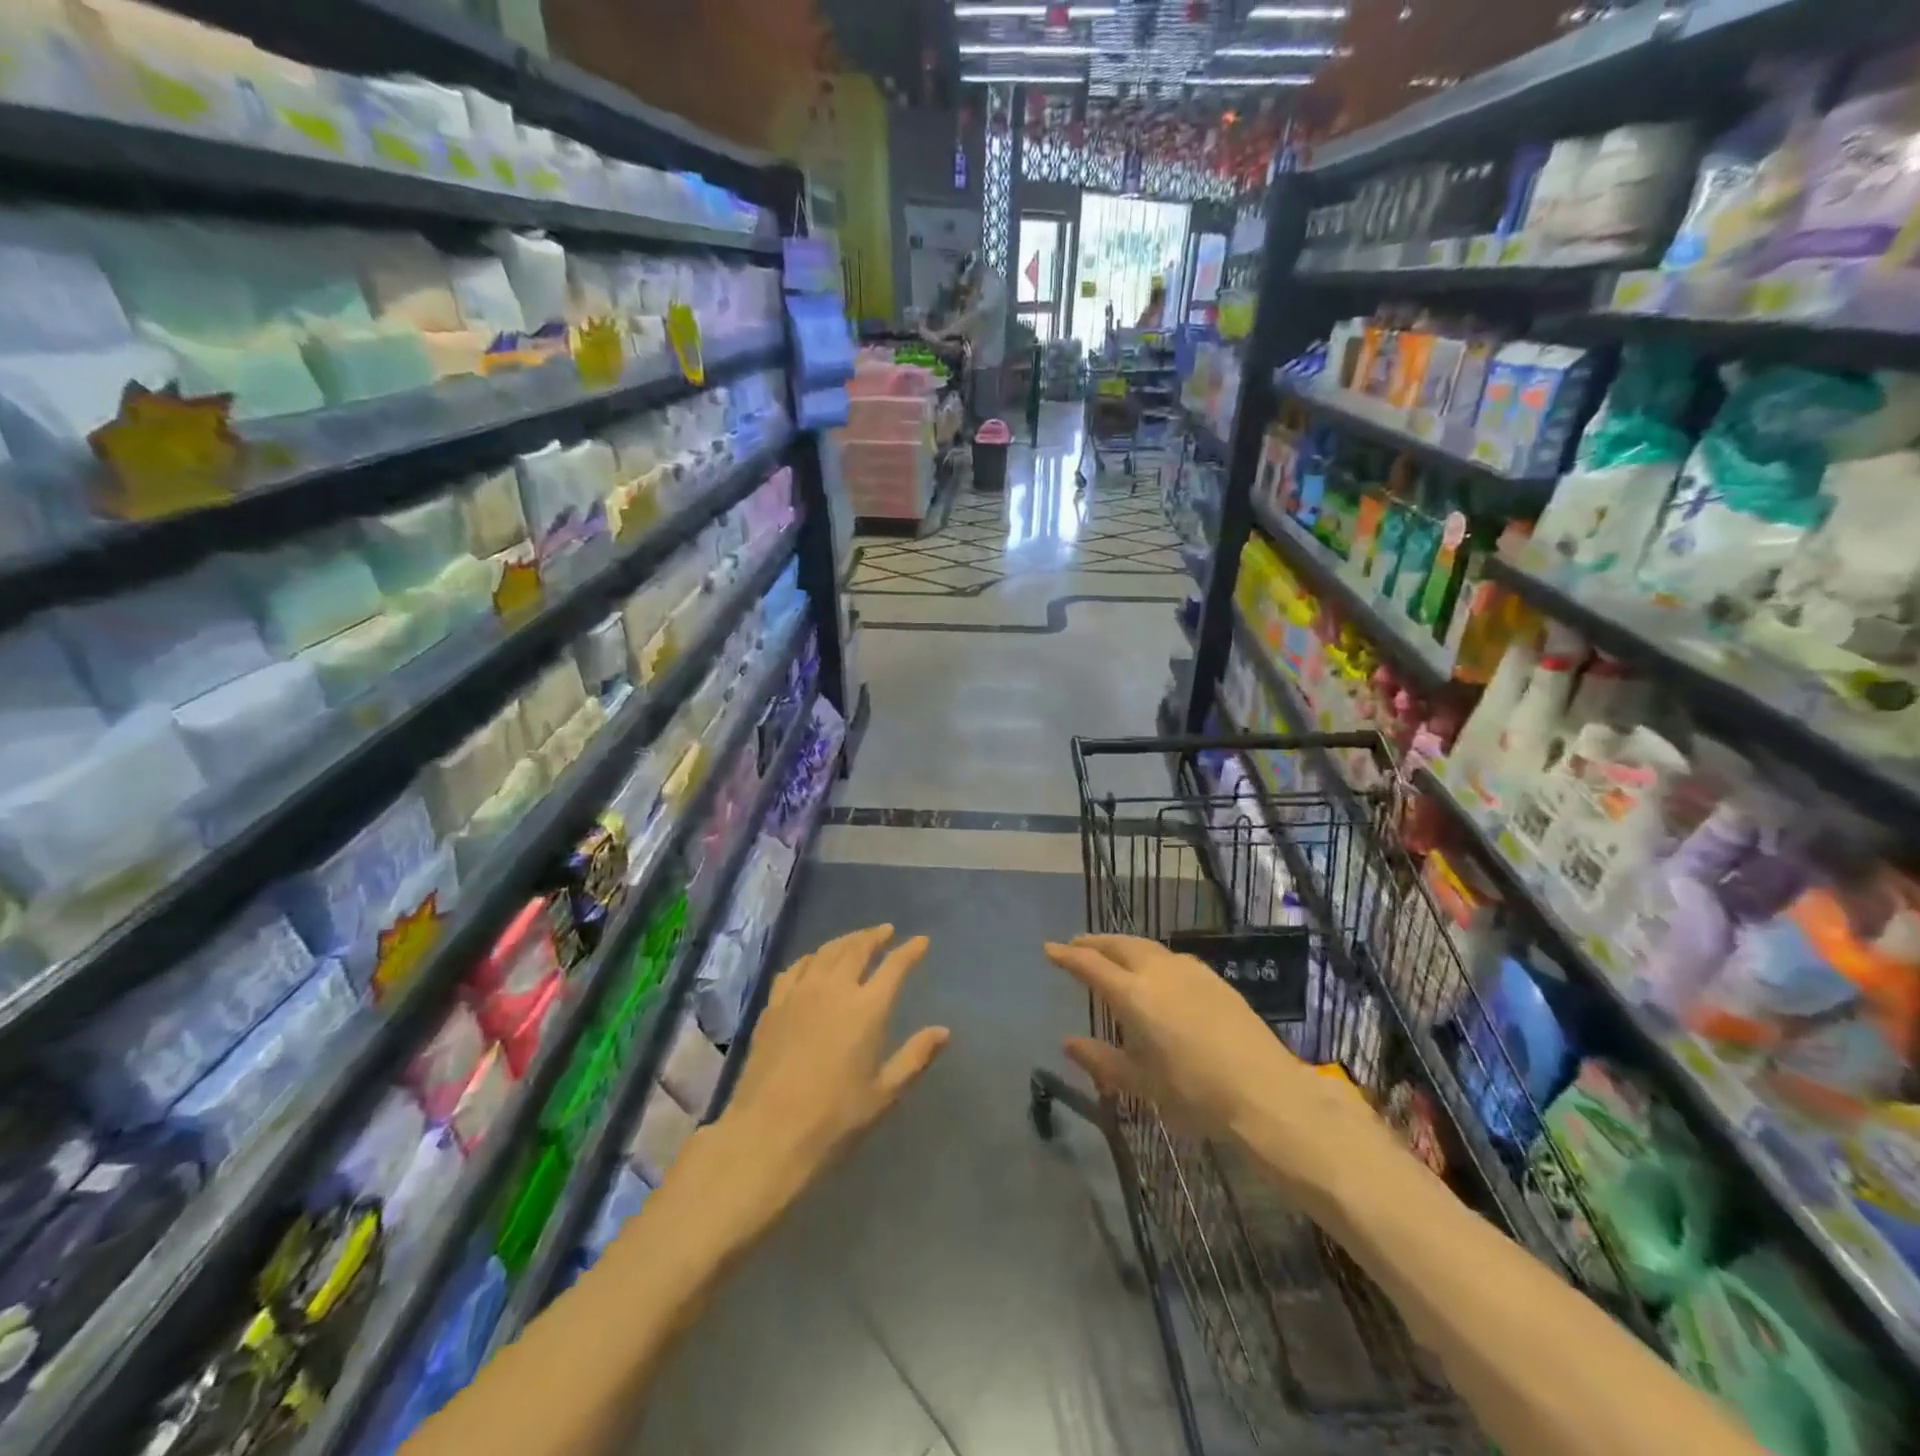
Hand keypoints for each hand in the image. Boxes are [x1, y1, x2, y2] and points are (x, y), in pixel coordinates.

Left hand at [649, 927, 948, 1264]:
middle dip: (875, 936)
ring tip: (856, 939)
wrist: (768, 1134)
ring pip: (826, 952)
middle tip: (886, 931)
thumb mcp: (884, 1093)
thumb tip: (943, 1031)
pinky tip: (813, 962)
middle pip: (857, 949)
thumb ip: (915, 1057)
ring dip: (845, 941)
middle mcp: (834, 990)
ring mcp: (799, 994)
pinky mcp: (773, 1006)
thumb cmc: (834, 1119)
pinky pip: (795, 968)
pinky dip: (811, 957)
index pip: (894, 967)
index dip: (910, 951)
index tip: (921, 941)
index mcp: (867, 1009)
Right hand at [1044, 934, 1381, 1210]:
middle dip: (1094, 942)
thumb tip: (1068, 1042)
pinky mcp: (1214, 978)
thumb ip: (1100, 1059)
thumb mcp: (1140, 1082)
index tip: (1049, 949)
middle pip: (1119, 945)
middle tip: (1077, 945)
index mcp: (1133, 994)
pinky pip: (1170, 957)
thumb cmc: (1194, 1092)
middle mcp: (1158, 971)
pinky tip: (1155, 971)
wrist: (1265, 1091)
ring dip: (1122, 945)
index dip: (1067, 955)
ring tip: (1111, 953)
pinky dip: (1150, 956)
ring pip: (1146, 947)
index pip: (1090, 965)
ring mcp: (1189, 971)